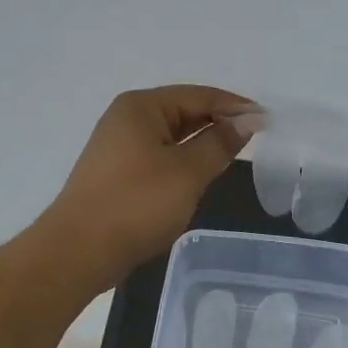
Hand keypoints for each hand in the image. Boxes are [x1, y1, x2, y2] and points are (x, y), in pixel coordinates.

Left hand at [47, 85, 249, 282]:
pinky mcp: (117, 173)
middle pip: (183, 111)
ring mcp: (118, 146)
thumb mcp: (187, 172)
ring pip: (172, 136)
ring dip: (202, 143)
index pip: (199, 95)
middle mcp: (127, 119)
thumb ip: (220, 144)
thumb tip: (248, 121)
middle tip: (256, 138)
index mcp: (141, 107)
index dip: (235, 106)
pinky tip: (201, 174)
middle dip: (219, 122)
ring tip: (235, 155)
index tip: (268, 120)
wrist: (79, 251)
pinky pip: (160, 156)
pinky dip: (184, 161)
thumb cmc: (136, 205)